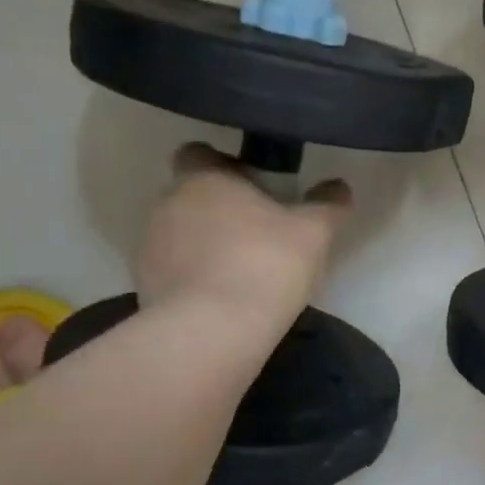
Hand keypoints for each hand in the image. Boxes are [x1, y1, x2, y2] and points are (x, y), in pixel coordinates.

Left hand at [133, 143, 351, 323]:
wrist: (213, 331)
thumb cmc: (265, 264)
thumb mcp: (314, 232)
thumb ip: (328, 204)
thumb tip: (340, 187)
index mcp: (203, 178)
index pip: (199, 153)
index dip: (225, 165)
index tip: (254, 187)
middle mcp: (168, 203)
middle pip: (192, 194)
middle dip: (219, 208)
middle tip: (258, 232)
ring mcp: (150, 245)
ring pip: (180, 233)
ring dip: (204, 244)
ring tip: (240, 271)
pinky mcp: (144, 284)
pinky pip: (172, 270)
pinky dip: (192, 277)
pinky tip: (222, 298)